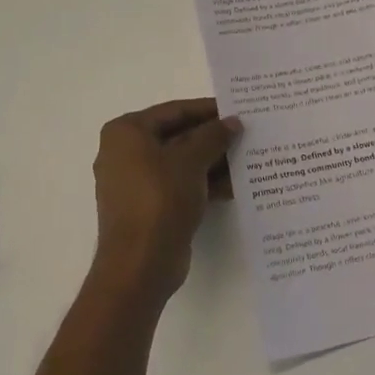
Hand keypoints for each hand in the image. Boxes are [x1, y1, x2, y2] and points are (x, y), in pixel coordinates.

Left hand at [91, 98, 241, 303]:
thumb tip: (232, 122)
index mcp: (126, 132)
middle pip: (177, 136)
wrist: (140, 264)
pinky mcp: (149, 207)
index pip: (174, 111)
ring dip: (213, 162)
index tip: (237, 110)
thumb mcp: (191, 160)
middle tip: (247, 134)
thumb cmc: (160, 199)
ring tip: (248, 158)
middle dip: (212, 138)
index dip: (207, 109)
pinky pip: (180, 186)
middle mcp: (125, 153)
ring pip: (181, 163)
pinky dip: (204, 184)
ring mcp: (136, 183)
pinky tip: (236, 185)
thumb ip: (213, 136)